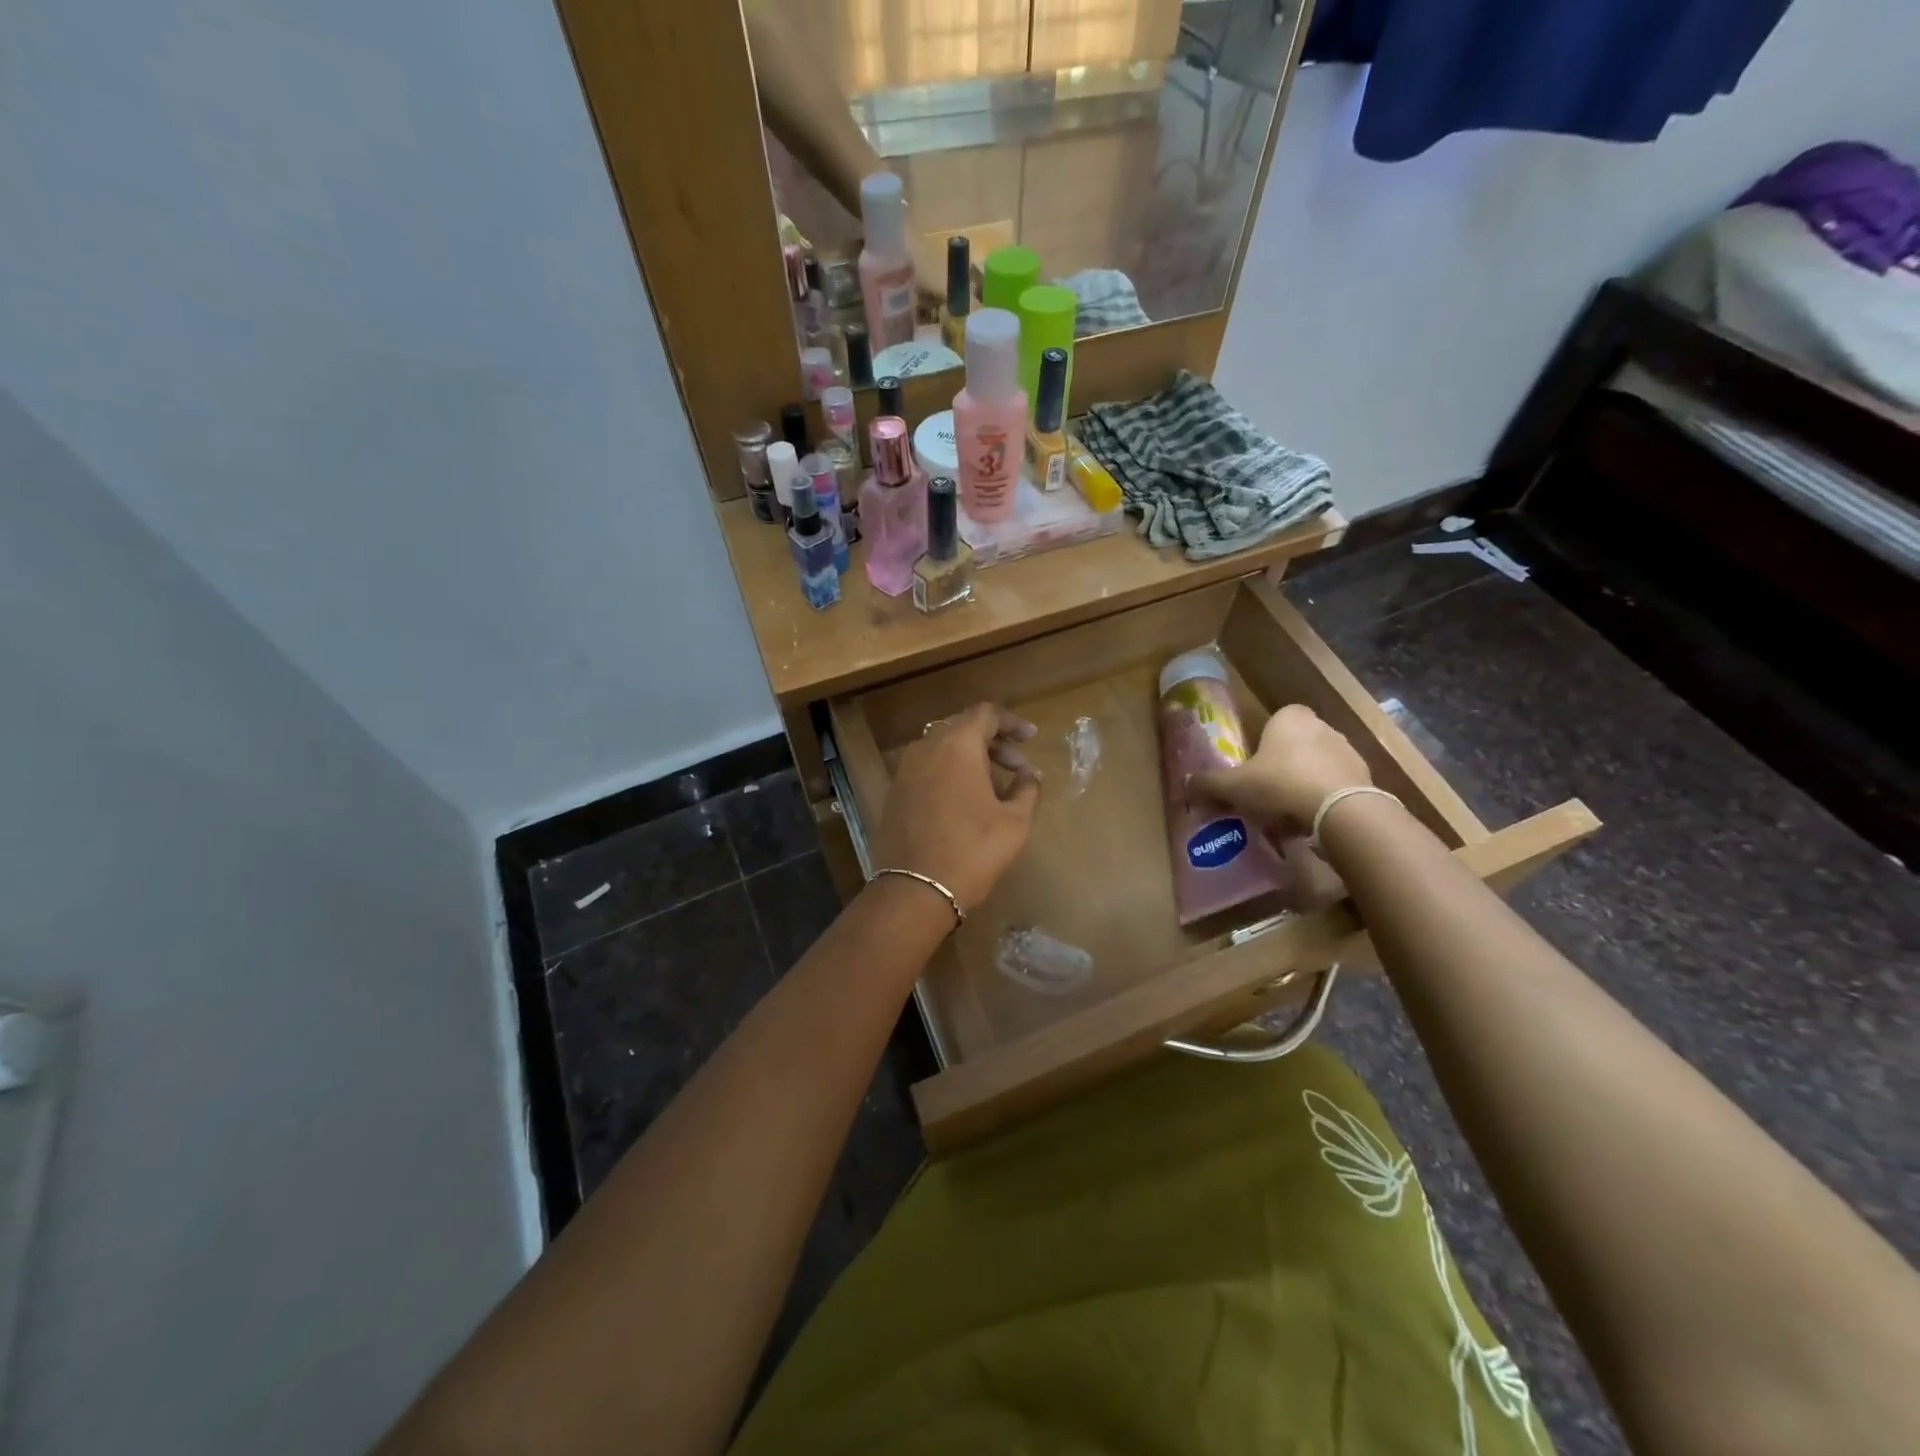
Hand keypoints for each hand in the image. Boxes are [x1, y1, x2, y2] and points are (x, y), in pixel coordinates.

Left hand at [869, 703, 1039, 912]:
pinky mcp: (895, 792)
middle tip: (1019, 768)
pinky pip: (928, 769)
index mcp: (957, 744)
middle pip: (963, 728)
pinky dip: (950, 773)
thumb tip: (1029, 776)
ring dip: (972, 759)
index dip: (1012, 723)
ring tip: (996, 787)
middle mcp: (926, 747)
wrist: (915, 889)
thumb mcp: (1015, 822)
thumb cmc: (973, 849)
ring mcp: (906, 769)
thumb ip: (1027, 789)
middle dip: (994, 743)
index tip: (1031, 739)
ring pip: (944, 749)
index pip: (986, 713)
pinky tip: (967, 801)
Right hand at [1190, 704, 1371, 831]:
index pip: (1272, 725)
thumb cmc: (1280, 784)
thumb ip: (1209, 784)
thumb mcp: (1234, 786)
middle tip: (1264, 795)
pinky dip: (1323, 800)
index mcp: (1290, 717)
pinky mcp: (1365, 777)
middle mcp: (1322, 726)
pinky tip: (1310, 821)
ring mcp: (1347, 750)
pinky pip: (1335, 786)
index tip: (1251, 772)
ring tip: (1287, 815)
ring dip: (1302, 785)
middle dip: (1281, 768)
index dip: (1260, 748)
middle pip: (1293, 747)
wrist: (1340, 810)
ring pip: (1315, 767)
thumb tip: (1186, 786)